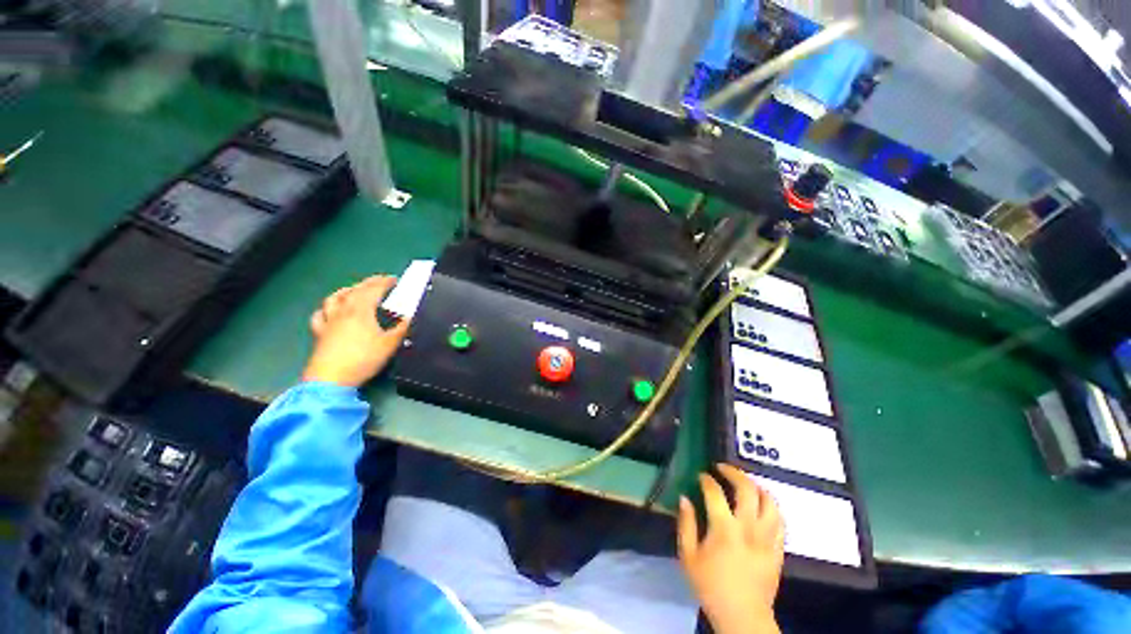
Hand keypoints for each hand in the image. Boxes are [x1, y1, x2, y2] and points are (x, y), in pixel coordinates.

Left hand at [301, 276, 409, 387]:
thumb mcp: (390, 344)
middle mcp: (343, 310)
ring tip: (355, 289)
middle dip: (369, 282)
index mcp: (361, 310)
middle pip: (355, 290)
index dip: (385, 282)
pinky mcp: (319, 332)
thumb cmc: (363, 359)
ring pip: (335, 298)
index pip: (374, 289)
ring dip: (347, 290)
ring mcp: (329, 321)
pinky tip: (330, 310)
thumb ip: (402, 327)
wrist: (331, 379)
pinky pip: (320, 314)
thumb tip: (411, 316)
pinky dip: (327, 308)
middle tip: (380, 280)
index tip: (395, 280)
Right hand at [678, 464, 784, 633]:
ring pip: (769, 501)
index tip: (701, 476)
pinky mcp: (778, 548)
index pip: (715, 492)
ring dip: (756, 486)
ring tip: (745, 482)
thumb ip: (686, 524)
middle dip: (733, 472)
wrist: (742, 616)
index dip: (706, 479)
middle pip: (747, 489)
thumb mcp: (688, 557)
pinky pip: (780, 520)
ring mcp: (767, 538)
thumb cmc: (710, 586)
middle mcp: (748, 528)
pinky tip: (762, 504)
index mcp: (724, 529)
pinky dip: (771, 506)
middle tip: (722, 468)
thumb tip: (685, 498)